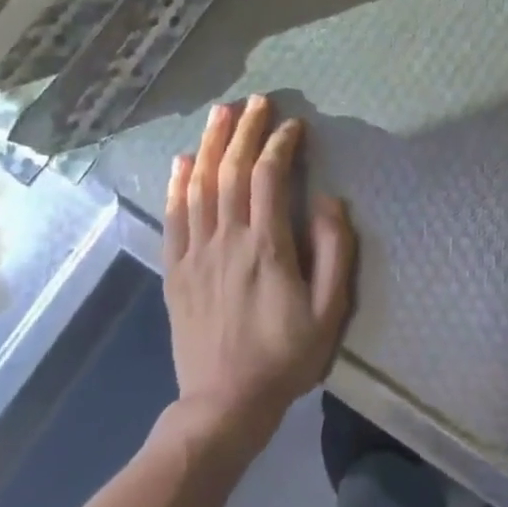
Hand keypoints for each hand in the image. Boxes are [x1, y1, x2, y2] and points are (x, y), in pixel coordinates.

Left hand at [163, 96, 353, 435]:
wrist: (224, 404)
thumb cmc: (286, 357)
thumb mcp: (329, 310)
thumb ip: (334, 251)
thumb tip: (328, 201)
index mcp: (267, 247)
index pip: (270, 178)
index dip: (280, 145)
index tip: (293, 125)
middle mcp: (227, 241)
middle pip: (232, 172)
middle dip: (244, 131)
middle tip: (255, 101)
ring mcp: (195, 255)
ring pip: (200, 187)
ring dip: (211, 145)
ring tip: (221, 114)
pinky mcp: (175, 271)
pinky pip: (173, 217)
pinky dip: (177, 184)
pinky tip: (183, 161)